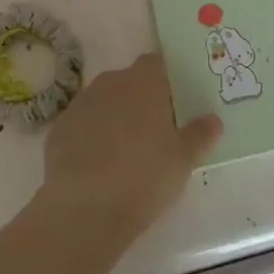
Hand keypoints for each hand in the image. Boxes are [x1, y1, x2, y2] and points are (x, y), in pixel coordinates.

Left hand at [39, 53, 222, 245]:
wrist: (84, 208)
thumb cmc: (144, 176)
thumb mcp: (184, 160)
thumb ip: (200, 134)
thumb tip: (214, 119)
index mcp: (144, 82)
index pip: (158, 64)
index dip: (167, 82)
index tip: (175, 106)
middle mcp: (111, 82)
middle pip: (131, 83)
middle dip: (141, 102)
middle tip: (155, 135)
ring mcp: (81, 103)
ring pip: (105, 103)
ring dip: (115, 119)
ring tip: (126, 155)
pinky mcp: (59, 129)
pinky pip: (82, 126)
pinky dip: (91, 138)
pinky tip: (98, 168)